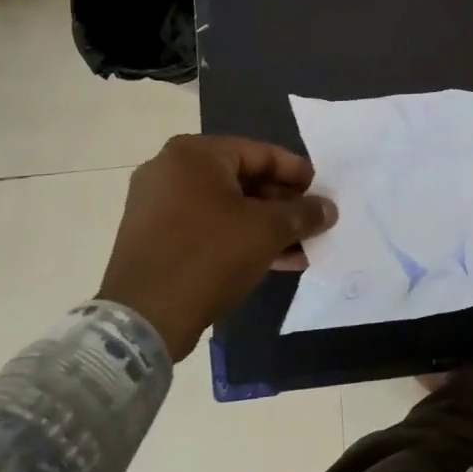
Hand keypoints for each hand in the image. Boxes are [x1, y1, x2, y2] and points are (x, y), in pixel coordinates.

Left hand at [96, 134, 337, 360]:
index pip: (260, 153)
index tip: (322, 191)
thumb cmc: (210, 256)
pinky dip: (239, 238)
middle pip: (243, 179)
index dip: (296, 172)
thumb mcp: (268, 230)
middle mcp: (170, 171)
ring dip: (266, 225)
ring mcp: (157, 205)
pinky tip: (275, 260)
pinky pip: (208, 228)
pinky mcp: (154, 238)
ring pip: (227, 207)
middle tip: (313, 220)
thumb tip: (328, 208)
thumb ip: (303, 213)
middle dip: (283, 204)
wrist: (144, 318)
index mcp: (194, 154)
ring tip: (301, 246)